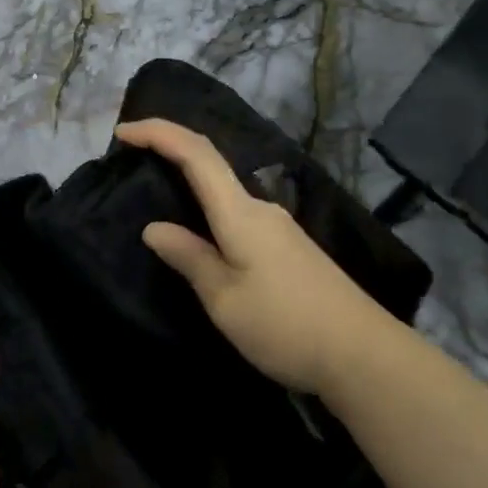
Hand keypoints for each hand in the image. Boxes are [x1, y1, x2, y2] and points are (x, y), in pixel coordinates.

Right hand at [115, 118, 388, 395]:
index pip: (195, 153)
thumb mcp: (225, 299)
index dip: (158, 133)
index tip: (122, 133)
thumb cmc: (286, 325)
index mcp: (239, 212)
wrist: (365, 355)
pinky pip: (237, 212)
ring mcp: (278, 226)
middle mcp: (259, 207)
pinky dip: (209, 207)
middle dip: (170, 150)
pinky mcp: (288, 247)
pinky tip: (202, 235)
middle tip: (132, 159)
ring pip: (224, 190)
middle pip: (210, 163)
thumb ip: (189, 258)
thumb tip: (154, 228)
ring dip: (190, 181)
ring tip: (159, 200)